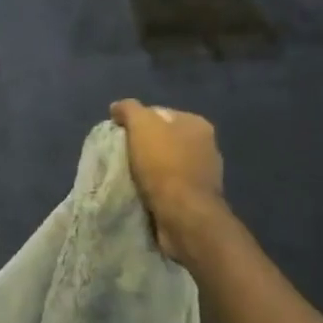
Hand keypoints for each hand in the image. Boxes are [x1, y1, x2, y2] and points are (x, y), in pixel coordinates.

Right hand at [110, 99, 225, 262]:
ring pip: (165, 164)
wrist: (183, 215)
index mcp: (197, 124)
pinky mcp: (196, 199)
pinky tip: (141, 193)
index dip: (136, 122)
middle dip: (142, 147)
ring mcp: (203, 174)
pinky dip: (155, 188)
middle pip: (163, 139)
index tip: (119, 136)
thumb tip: (117, 107)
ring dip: (148, 170)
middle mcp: (205, 146)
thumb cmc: (164, 165)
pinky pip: (169, 186)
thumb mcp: (141, 126)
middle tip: (120, 156)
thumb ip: (129, 110)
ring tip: (127, 177)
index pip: (159, 113)